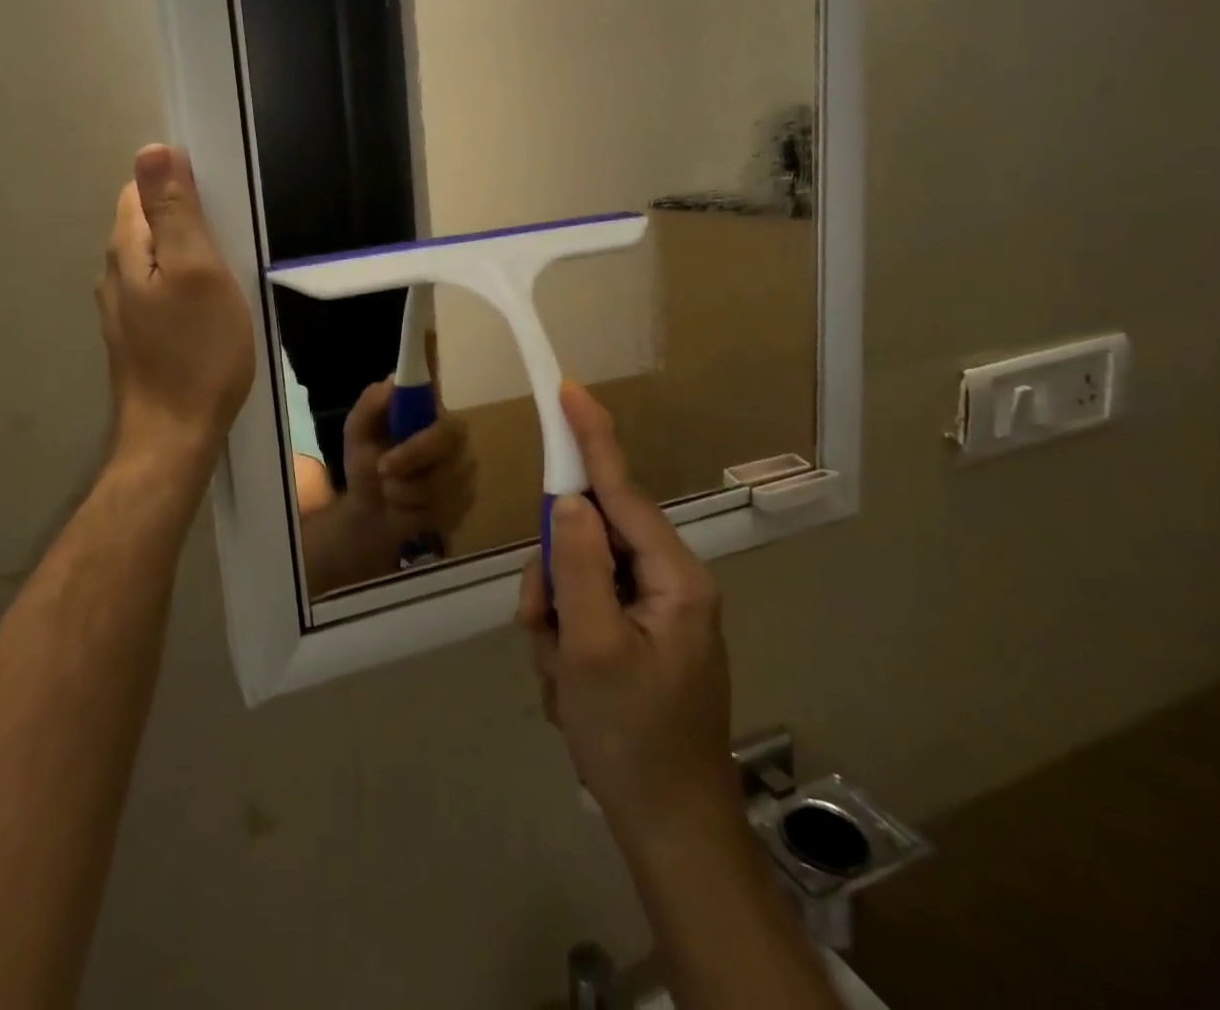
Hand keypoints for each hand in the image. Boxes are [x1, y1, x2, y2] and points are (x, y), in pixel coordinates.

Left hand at [98, 144, 254, 464]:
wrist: (174, 435)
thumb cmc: (197, 351)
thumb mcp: (198, 271)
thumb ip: (175, 211)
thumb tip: (151, 149)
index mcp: (127, 249)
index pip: (141, 190)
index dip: (179, 186)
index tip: (222, 206)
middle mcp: (114, 274)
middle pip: (148, 225)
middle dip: (186, 221)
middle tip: (233, 242)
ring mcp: (123, 310)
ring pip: (156, 261)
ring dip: (188, 256)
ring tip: (228, 273)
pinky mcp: (138, 337)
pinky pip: (161, 293)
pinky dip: (185, 287)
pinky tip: (210, 309)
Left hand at [341, 378, 477, 552]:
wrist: (372, 513)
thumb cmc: (367, 465)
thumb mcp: (357, 433)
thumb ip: (370, 404)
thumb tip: (393, 380)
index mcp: (430, 413)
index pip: (440, 402)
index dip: (425, 414)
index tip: (399, 432)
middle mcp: (454, 436)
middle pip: (448, 439)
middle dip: (411, 456)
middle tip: (382, 469)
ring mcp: (464, 468)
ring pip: (442, 480)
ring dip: (404, 491)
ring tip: (390, 491)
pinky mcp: (466, 499)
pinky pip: (445, 507)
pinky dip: (416, 512)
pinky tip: (409, 508)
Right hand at [517, 382, 737, 842]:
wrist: (668, 828)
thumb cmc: (632, 740)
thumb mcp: (591, 650)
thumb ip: (577, 566)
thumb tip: (568, 501)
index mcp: (673, 577)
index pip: (621, 490)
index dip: (591, 438)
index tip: (568, 390)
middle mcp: (667, 582)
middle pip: (589, 539)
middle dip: (555, 581)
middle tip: (547, 631)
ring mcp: (651, 609)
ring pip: (577, 576)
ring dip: (555, 620)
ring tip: (563, 675)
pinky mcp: (635, 633)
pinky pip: (582, 608)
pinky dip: (563, 640)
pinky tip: (570, 685)